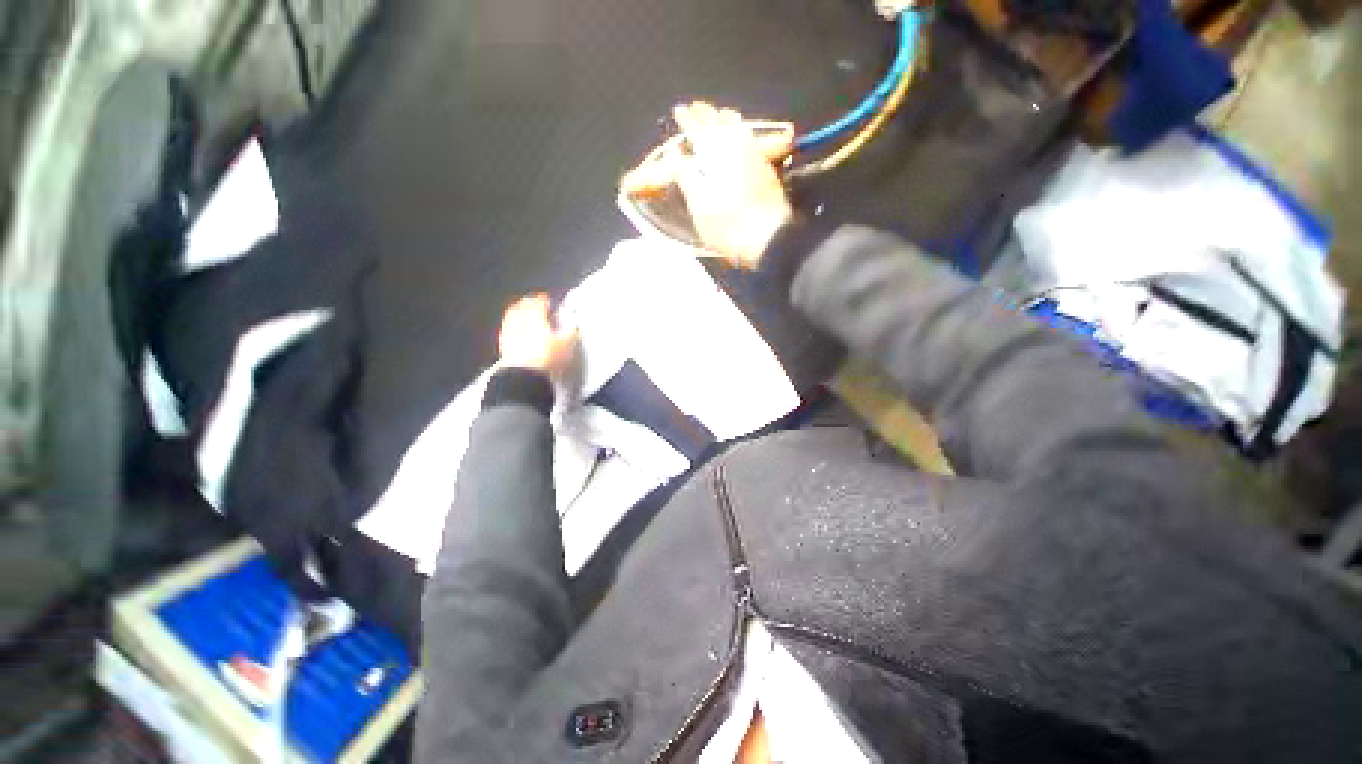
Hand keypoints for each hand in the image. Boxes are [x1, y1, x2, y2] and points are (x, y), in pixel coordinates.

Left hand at [498, 294, 576, 373]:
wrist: (525, 377)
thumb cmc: (548, 357)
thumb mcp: (567, 345)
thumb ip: (571, 333)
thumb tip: (575, 325)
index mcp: (535, 318)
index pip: (537, 304)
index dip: (541, 300)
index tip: (545, 299)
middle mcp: (519, 323)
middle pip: (520, 309)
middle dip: (526, 305)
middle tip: (531, 303)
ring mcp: (509, 336)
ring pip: (511, 320)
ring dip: (516, 316)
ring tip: (522, 317)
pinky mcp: (504, 349)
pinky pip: (507, 333)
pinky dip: (512, 330)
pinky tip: (516, 335)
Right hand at [669, 102, 793, 267]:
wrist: (770, 238)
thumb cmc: (728, 225)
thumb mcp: (698, 205)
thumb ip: (685, 176)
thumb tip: (675, 152)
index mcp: (716, 153)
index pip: (698, 128)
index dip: (687, 120)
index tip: (679, 111)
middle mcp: (738, 147)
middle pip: (721, 123)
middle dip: (707, 115)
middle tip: (697, 109)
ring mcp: (756, 155)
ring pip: (739, 128)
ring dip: (725, 121)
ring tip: (718, 118)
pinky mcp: (768, 168)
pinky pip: (751, 140)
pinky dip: (740, 134)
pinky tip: (740, 139)